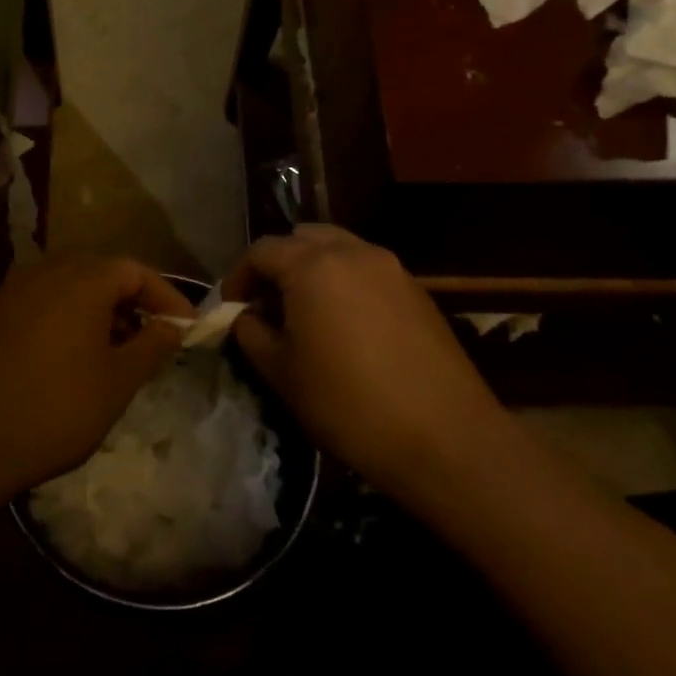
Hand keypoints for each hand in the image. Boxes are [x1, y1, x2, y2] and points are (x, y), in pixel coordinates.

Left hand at [0, 256, 192, 501]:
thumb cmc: (58, 409)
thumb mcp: (119, 381)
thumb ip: (153, 345)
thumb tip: (173, 326)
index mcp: (82, 279)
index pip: (136, 271)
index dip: (167, 297)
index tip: (186, 328)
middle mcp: (48, 270)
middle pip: (103, 270)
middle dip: (134, 299)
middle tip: (155, 336)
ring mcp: (17, 288)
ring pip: (73, 283)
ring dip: (102, 306)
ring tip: (120, 347)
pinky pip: (47, 297)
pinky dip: (72, 313)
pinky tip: (78, 350)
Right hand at [224, 225, 503, 495]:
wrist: (444, 437)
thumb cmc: (348, 403)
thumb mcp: (282, 372)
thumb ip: (252, 333)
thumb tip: (246, 317)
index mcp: (313, 265)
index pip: (262, 250)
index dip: (239, 277)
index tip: (231, 309)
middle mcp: (354, 252)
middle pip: (303, 238)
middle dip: (279, 264)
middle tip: (268, 304)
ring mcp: (392, 268)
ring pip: (340, 250)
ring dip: (314, 270)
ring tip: (306, 314)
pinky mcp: (417, 291)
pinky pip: (369, 271)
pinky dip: (346, 283)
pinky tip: (347, 327)